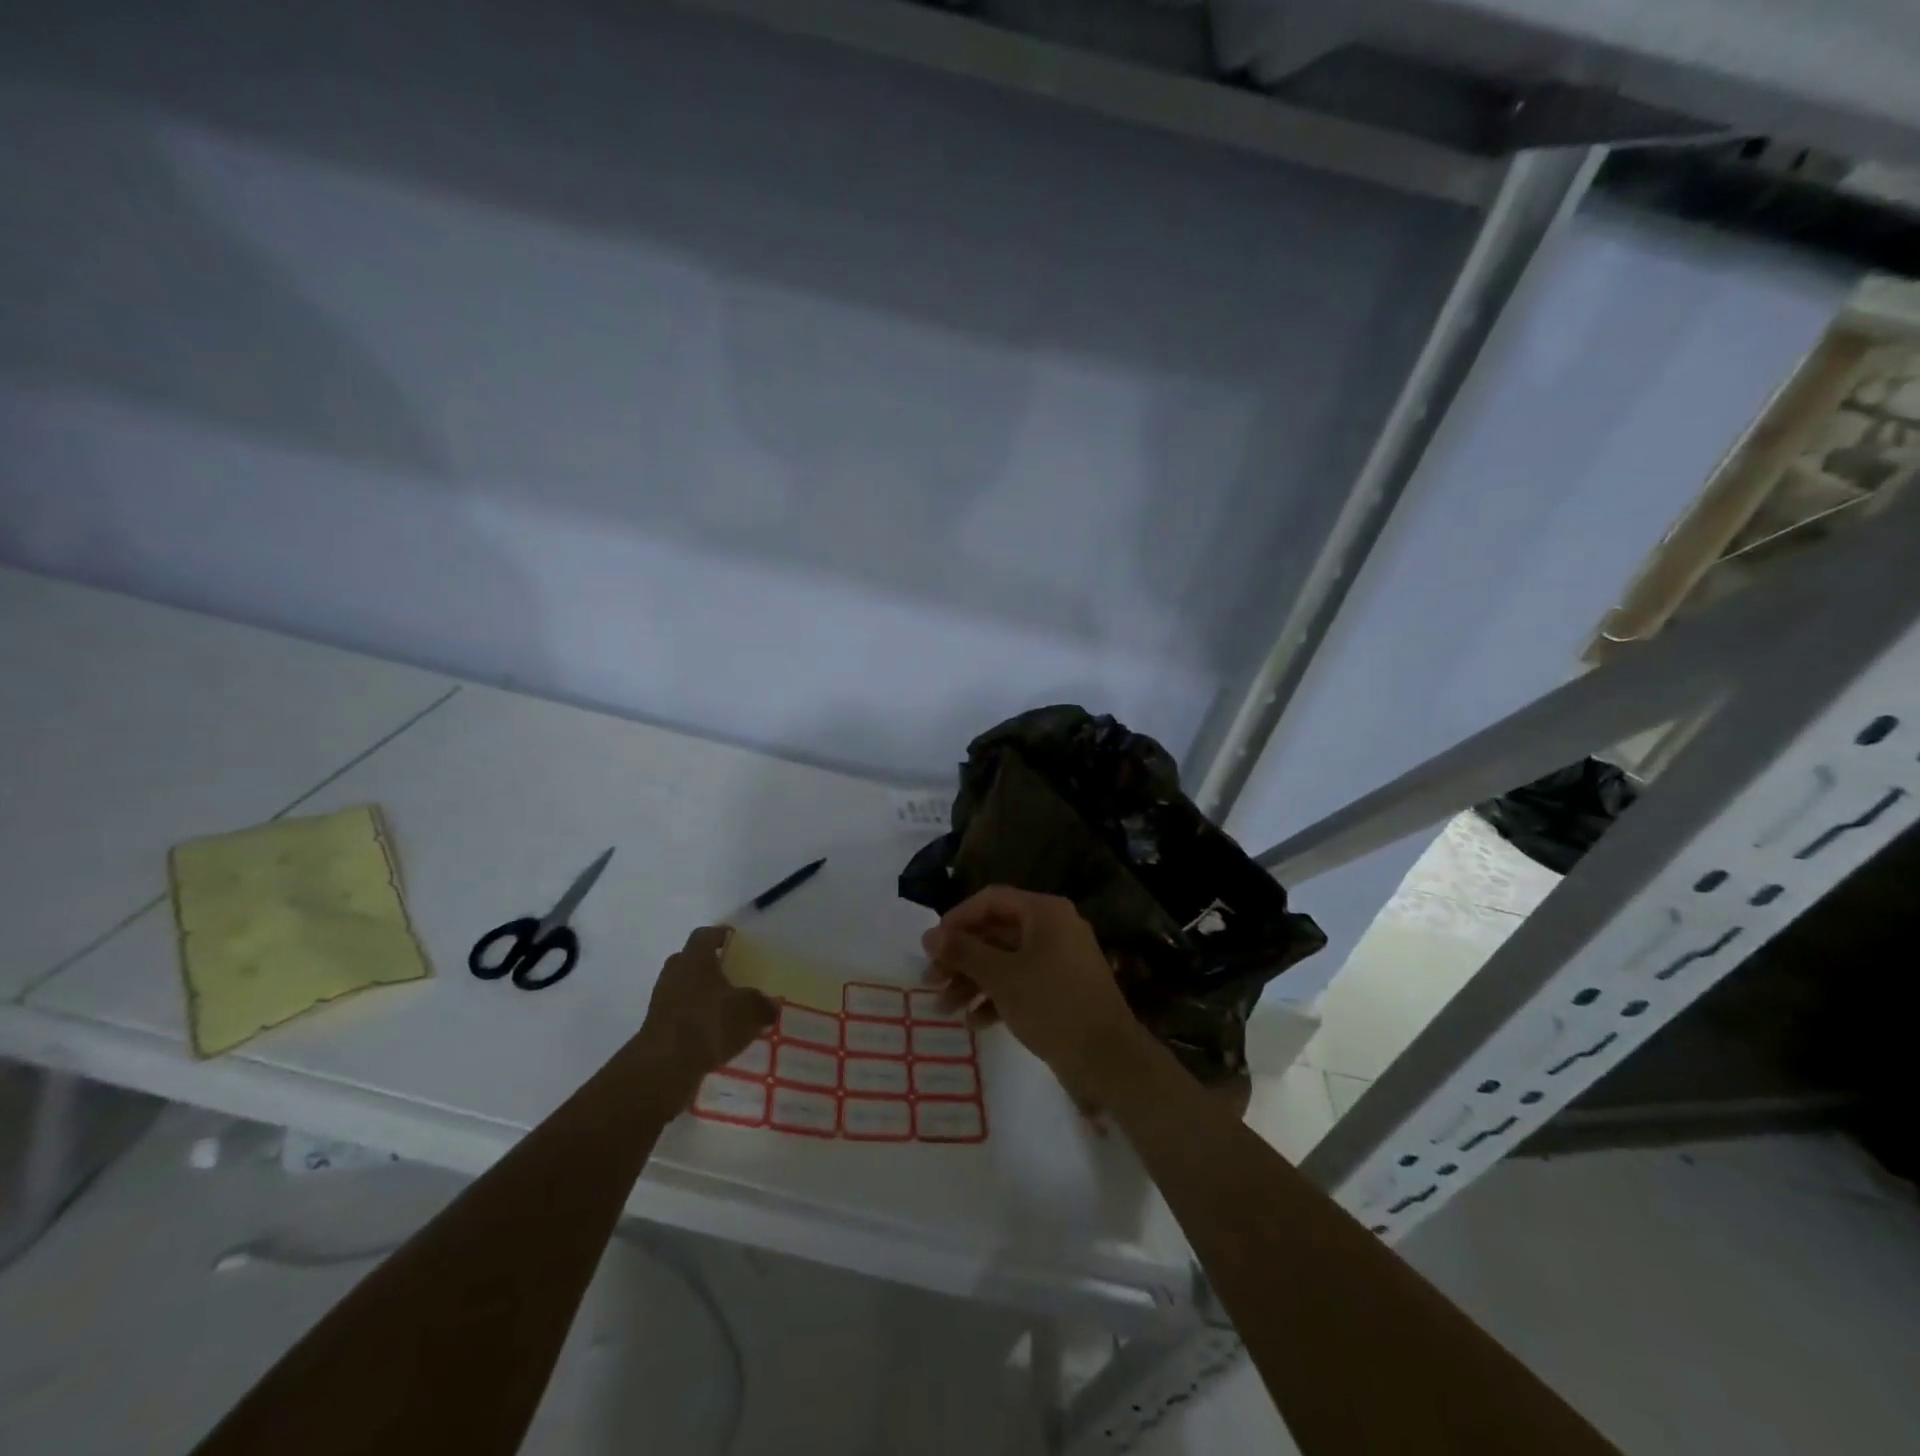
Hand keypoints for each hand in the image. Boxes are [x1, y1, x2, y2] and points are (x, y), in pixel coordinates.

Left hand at [634, 926, 776, 1100]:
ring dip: (701, 994)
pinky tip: (714, 1032)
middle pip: (690, 960)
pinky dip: (695, 1018)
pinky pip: (680, 1014)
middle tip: (731, 972)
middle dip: (709, 965)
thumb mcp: (749, 1010)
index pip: (705, 935)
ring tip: (725, 1006)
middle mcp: (675, 972)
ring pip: (684, 987)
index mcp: (695, 958)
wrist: (664, 1066)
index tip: (734, 939)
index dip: (720, 935)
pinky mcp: (656, 1027)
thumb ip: (763, 1004)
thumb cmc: (709, 1022)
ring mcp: (661, 1000)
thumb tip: (772, 1004)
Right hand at [921, 887, 1139, 1104]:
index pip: (991, 900)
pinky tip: (975, 1022)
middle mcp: (1054, 928)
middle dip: (961, 957)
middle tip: (931, 981)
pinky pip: (1022, 983)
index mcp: (1044, 912)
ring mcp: (1060, 960)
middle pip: (996, 932)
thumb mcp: (1001, 976)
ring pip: (1006, 960)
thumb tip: (929, 935)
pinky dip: (997, 997)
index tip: (931, 946)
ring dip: (973, 981)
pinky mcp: (1061, 990)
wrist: (1107, 1058)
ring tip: (945, 1008)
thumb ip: (963, 951)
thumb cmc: (1052, 1005)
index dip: (957, 918)